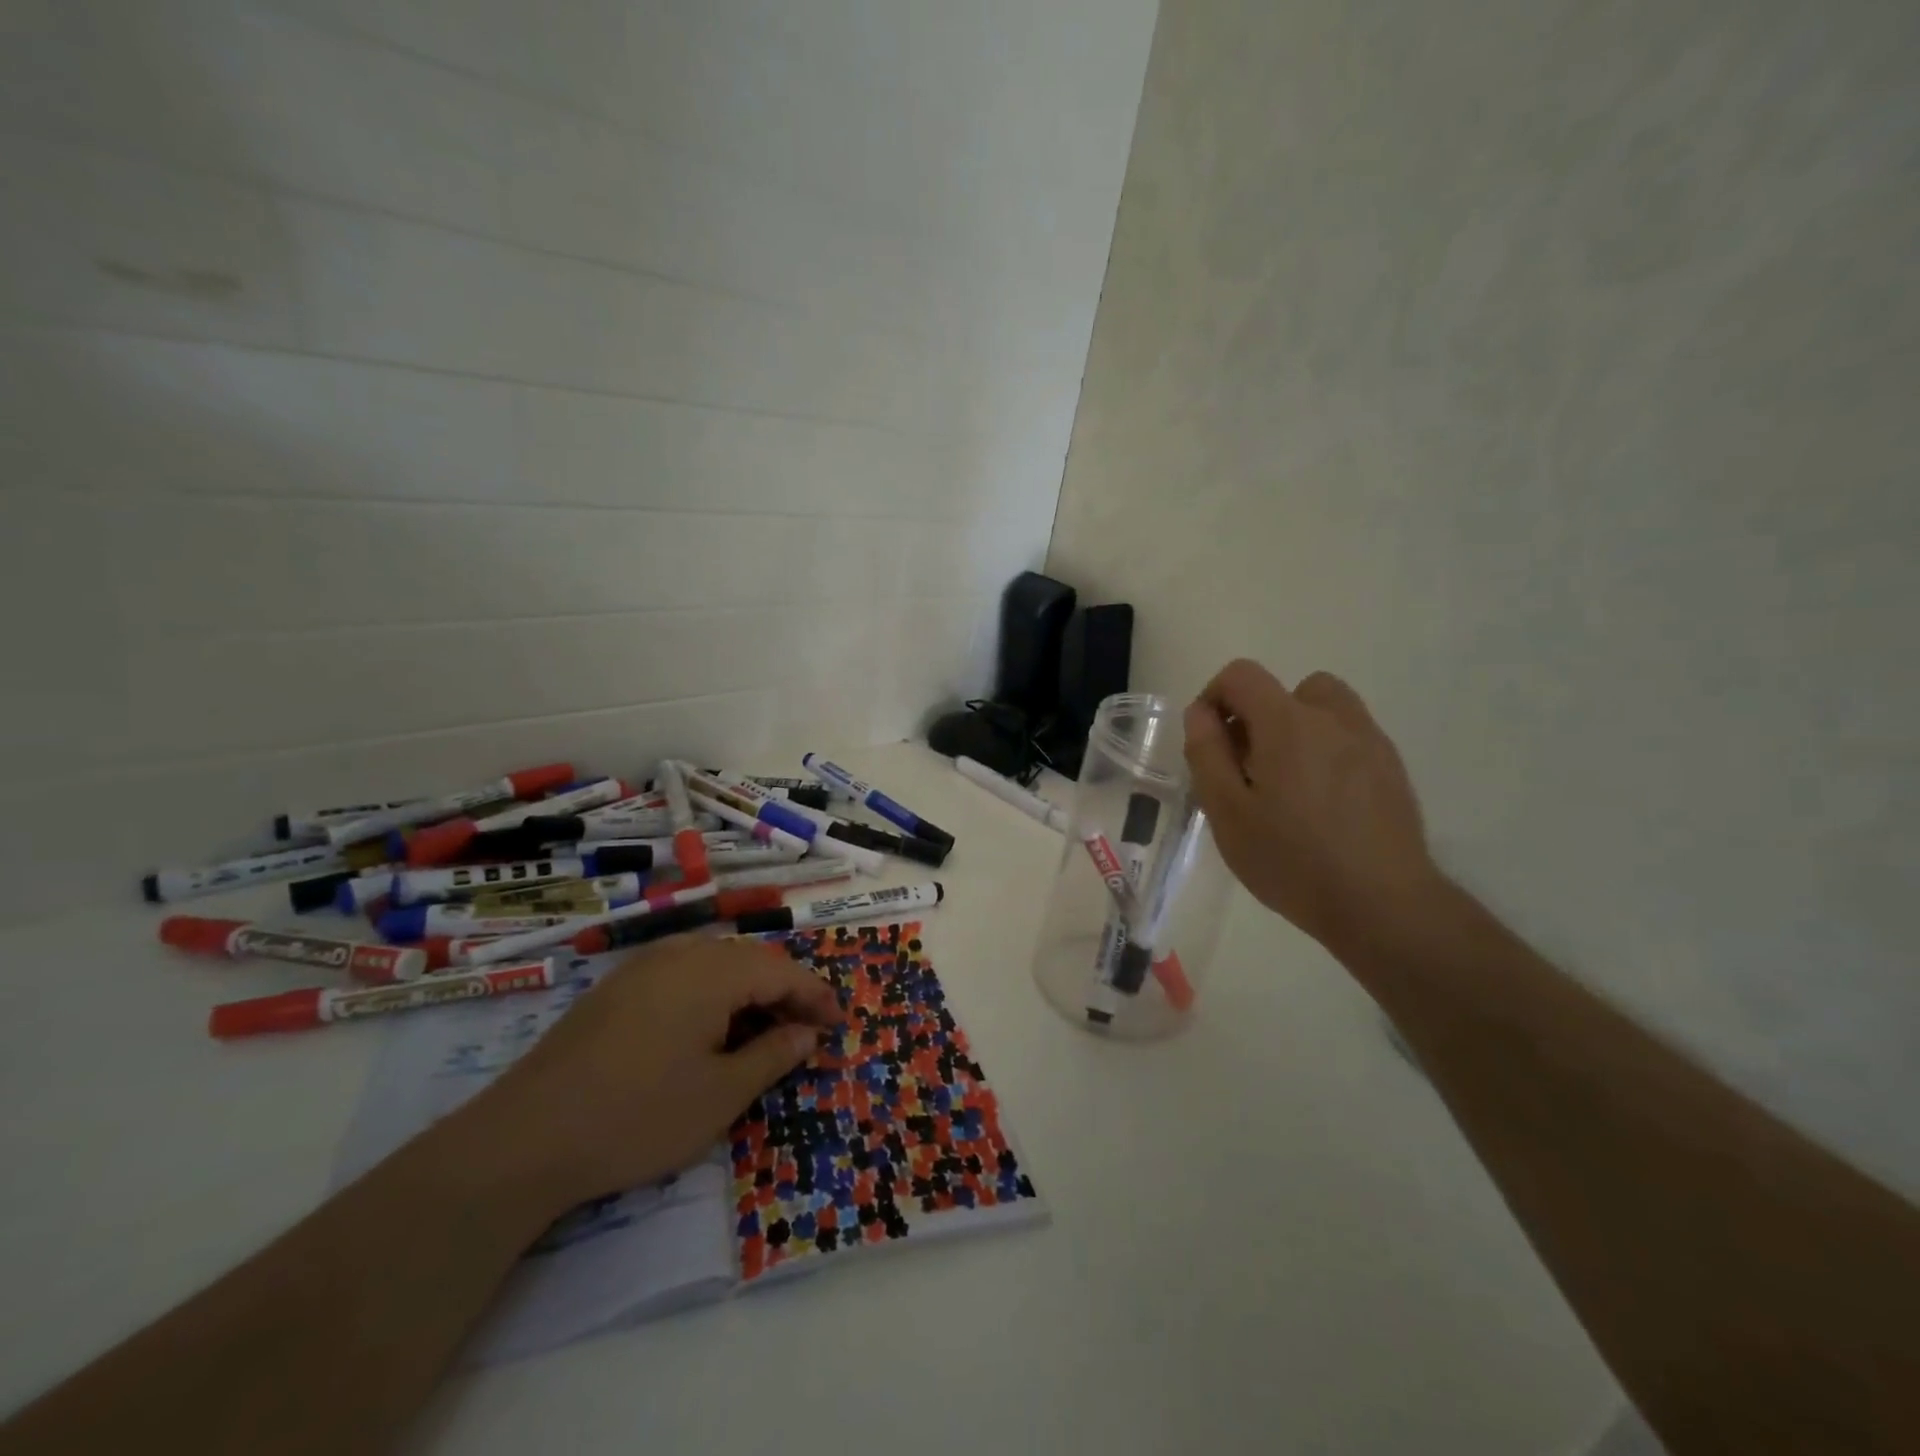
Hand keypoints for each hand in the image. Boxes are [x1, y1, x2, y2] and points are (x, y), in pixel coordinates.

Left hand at [463, 936, 840, 1211]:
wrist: (523, 1139)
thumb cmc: (638, 1116)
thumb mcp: (721, 1095)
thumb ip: (773, 1056)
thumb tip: (807, 1033)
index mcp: (712, 970)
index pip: (782, 970)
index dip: (815, 997)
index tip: (838, 1025)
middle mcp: (680, 953)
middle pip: (750, 961)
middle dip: (784, 993)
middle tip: (805, 1033)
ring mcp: (643, 967)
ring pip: (716, 966)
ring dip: (748, 993)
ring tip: (763, 1032)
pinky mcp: (616, 988)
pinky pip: (683, 976)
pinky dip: (712, 997)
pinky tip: (709, 1032)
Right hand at [1184, 659, 1443, 954]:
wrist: (1382, 904)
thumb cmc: (1291, 859)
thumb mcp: (1227, 812)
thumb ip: (1207, 753)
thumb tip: (1200, 713)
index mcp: (1287, 723)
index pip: (1242, 675)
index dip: (1214, 697)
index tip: (1209, 742)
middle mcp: (1333, 718)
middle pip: (1287, 689)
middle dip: (1259, 716)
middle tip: (1247, 768)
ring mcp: (1370, 741)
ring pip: (1325, 709)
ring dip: (1297, 729)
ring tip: (1286, 782)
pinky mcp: (1392, 768)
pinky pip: (1350, 738)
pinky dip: (1327, 751)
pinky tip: (1322, 804)